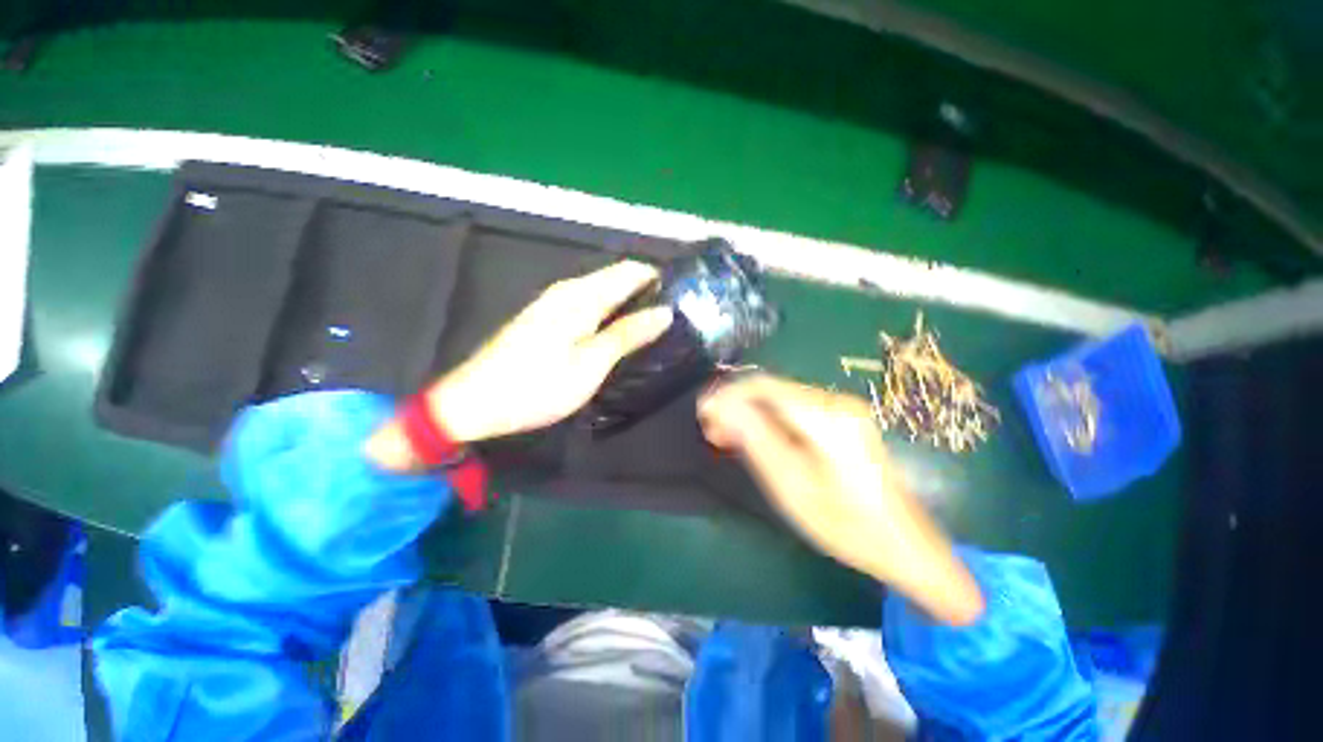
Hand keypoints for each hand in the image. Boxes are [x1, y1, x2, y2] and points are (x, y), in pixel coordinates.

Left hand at [367, 262, 672, 466]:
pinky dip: (608, 312)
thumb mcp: (590, 364)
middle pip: (615, 277)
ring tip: (652, 324)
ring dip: (628, 302)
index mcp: (581, 296)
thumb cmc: (538, 386)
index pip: (629, 271)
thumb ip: (627, 334)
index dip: (657, 279)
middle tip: (672, 317)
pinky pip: (587, 303)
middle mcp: (567, 290)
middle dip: (645, 291)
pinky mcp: (544, 318)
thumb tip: (664, 312)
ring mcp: (552, 303)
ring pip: (601, 290)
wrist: (474, 403)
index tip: (682, 298)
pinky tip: (617, 331)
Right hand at [699, 374, 984, 625]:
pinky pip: (794, 409)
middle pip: (771, 389)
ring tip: (727, 437)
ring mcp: (842, 408)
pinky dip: (769, 419)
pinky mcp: (843, 419)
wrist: (904, 544)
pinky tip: (757, 438)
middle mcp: (834, 401)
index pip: (762, 387)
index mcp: (824, 416)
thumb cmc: (845, 524)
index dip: (727, 395)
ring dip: (750, 412)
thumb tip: (721, 406)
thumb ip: (755, 438)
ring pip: (780, 397)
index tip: (702, 414)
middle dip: (736, 404)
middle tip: (712, 431)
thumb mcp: (791, 485)